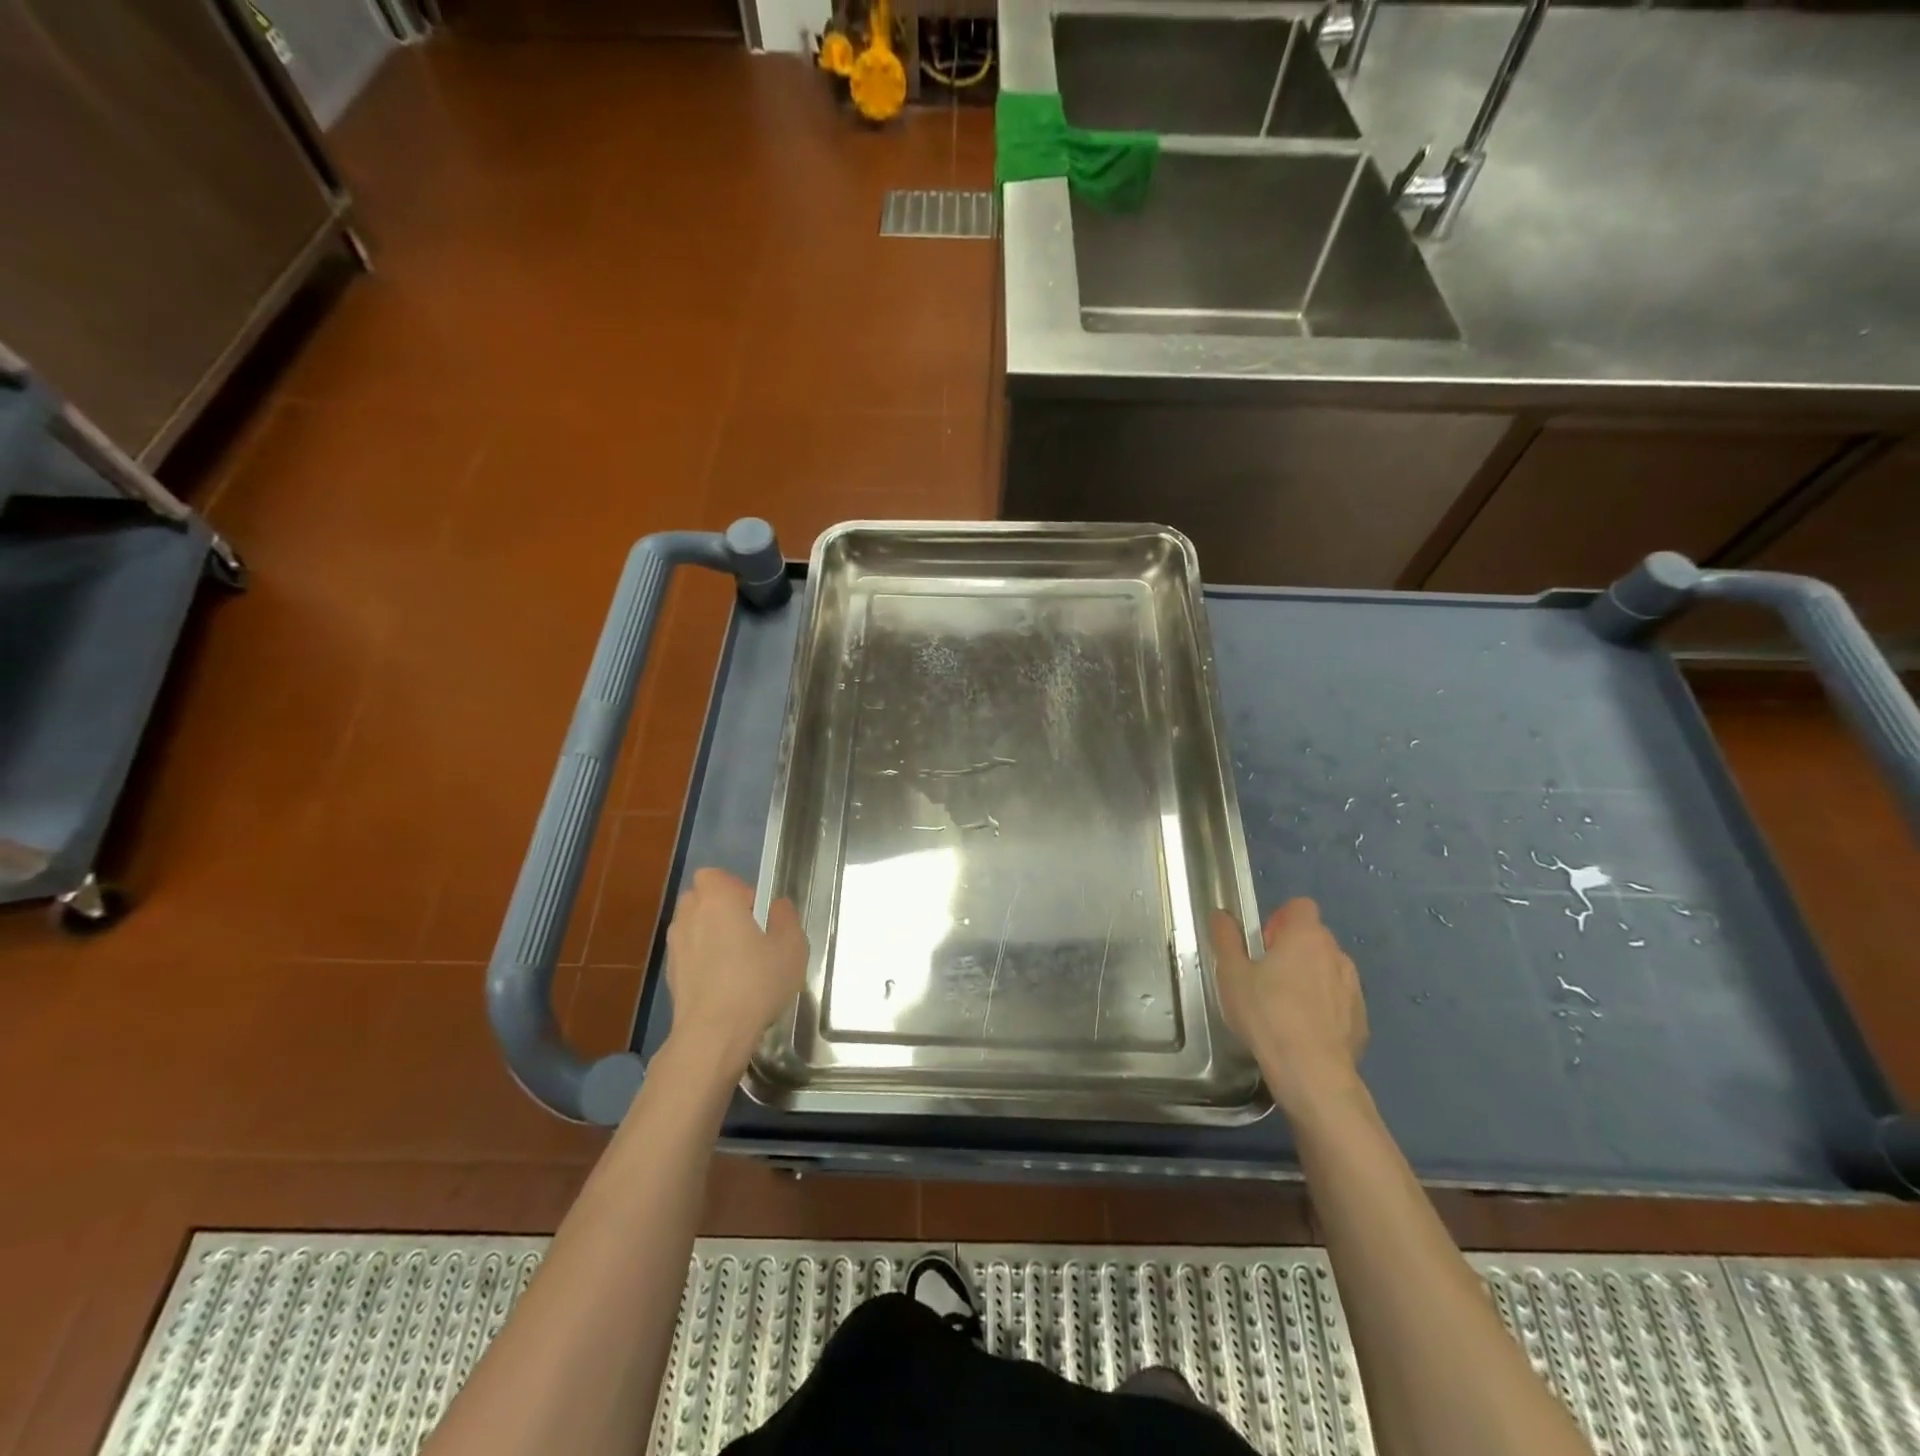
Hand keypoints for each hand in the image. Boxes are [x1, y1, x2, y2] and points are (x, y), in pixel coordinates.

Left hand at [664, 868, 807, 1072]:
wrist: (713, 1034)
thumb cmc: (756, 982)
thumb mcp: (790, 947)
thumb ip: (786, 919)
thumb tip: (777, 906)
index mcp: (717, 901)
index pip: (713, 875)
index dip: (734, 886)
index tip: (755, 909)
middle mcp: (689, 917)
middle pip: (698, 898)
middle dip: (718, 907)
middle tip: (746, 930)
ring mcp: (675, 948)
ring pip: (690, 926)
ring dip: (708, 933)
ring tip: (734, 958)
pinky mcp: (670, 976)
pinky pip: (687, 954)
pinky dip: (701, 959)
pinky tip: (723, 982)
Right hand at [1210, 899, 1367, 1117]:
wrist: (1312, 1072)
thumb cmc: (1266, 1014)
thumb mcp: (1231, 974)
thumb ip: (1226, 938)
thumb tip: (1221, 914)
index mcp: (1306, 936)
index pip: (1300, 906)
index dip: (1280, 919)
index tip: (1264, 944)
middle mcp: (1336, 955)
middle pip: (1314, 938)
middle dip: (1292, 950)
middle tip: (1266, 977)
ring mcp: (1353, 988)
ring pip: (1328, 970)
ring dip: (1310, 978)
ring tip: (1284, 1007)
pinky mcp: (1361, 1020)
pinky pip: (1339, 1001)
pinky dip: (1324, 1008)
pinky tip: (1303, 1031)